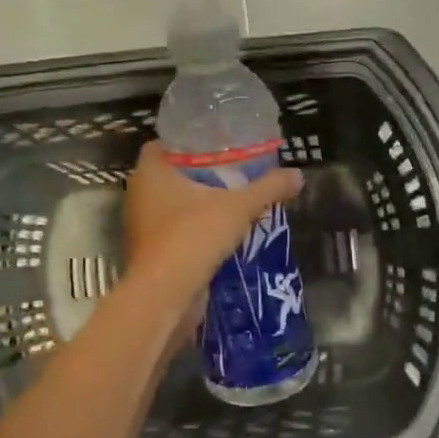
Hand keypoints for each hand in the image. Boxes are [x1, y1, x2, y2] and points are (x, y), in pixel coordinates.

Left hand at [123, 143, 303, 331]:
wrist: (164, 296)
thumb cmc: (193, 237)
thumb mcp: (238, 208)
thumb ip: (267, 188)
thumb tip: (298, 174)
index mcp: (151, 172)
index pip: (165, 143)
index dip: (190, 141)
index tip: (218, 144)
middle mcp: (140, 194)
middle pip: (171, 174)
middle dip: (200, 173)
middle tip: (234, 170)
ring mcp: (142, 225)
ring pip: (173, 205)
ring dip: (199, 204)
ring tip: (234, 200)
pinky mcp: (151, 252)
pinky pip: (176, 231)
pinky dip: (196, 230)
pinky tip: (224, 232)